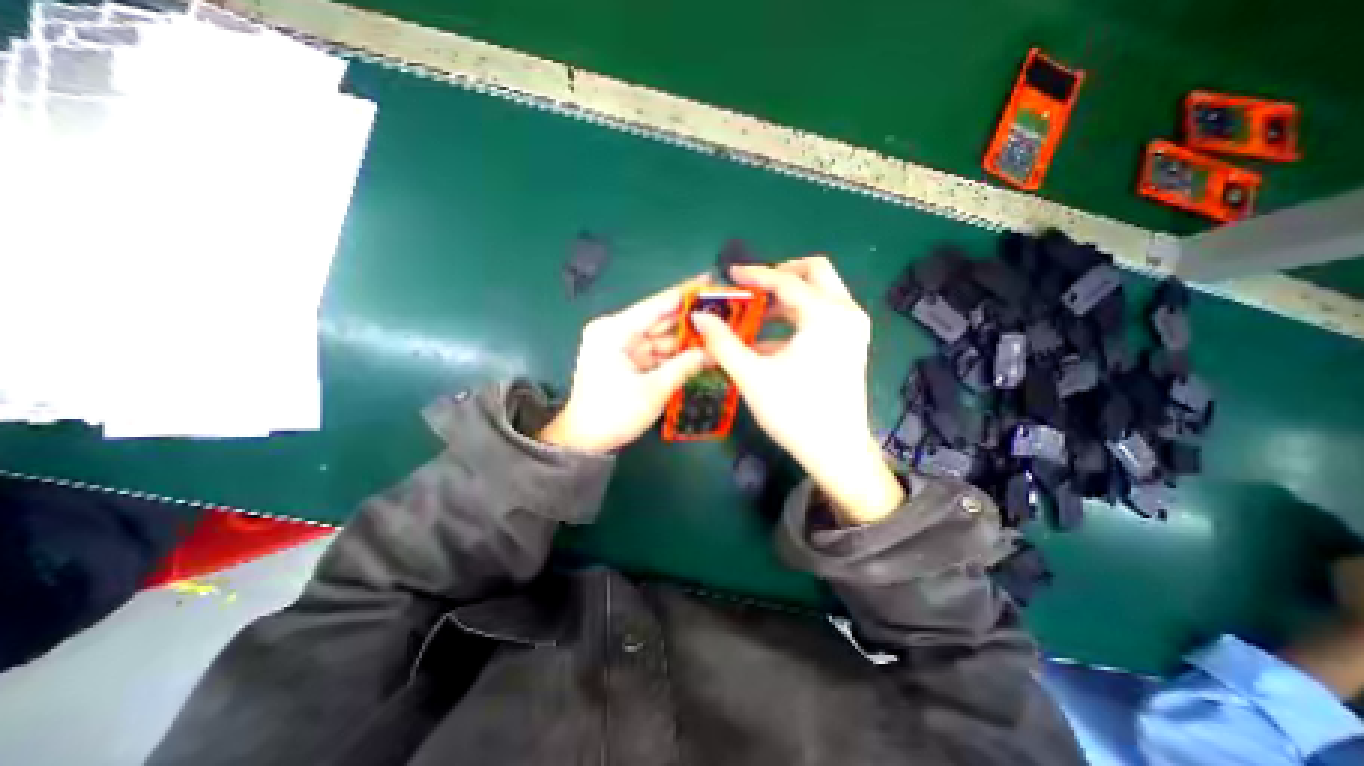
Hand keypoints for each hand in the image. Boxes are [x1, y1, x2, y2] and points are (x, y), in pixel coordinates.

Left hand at [534, 278, 702, 450]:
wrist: (586, 441)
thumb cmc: (614, 414)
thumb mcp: (654, 390)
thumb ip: (685, 366)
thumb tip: (714, 351)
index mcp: (614, 331)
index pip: (656, 306)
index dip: (684, 293)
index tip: (710, 281)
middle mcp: (616, 331)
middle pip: (660, 320)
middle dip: (690, 318)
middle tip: (722, 311)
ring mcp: (621, 345)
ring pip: (661, 337)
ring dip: (686, 338)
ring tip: (717, 332)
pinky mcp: (626, 359)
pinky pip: (656, 351)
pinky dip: (676, 354)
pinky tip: (699, 352)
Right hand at [695, 261, 901, 523]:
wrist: (836, 451)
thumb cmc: (794, 412)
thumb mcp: (752, 376)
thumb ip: (723, 343)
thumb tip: (700, 318)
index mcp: (825, 315)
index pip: (785, 281)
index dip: (754, 275)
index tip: (730, 275)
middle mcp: (846, 312)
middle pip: (814, 273)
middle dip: (780, 275)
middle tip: (752, 289)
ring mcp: (853, 327)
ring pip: (819, 293)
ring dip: (787, 299)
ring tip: (754, 315)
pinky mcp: (851, 343)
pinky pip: (823, 314)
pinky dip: (797, 317)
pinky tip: (769, 339)